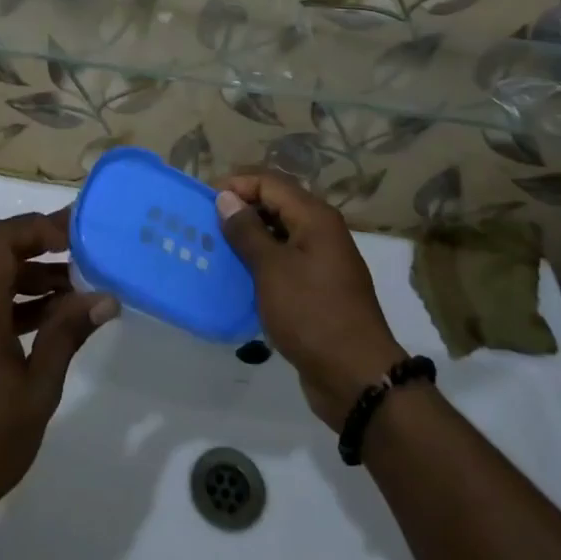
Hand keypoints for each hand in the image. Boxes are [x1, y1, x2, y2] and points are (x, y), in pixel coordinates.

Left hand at [0, 209, 118, 519]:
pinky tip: (42, 326)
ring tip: (73, 295)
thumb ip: (67, 334)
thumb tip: (105, 297)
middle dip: (41, 252)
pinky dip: (9, 305)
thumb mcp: (38, 389)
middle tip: (83, 258)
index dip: (38, 228)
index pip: (0, 238)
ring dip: (28, 281)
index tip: (74, 237)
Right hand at [216, 170, 405, 431]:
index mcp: (315, 217)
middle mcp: (321, 231)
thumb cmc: (312, 314)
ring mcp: (321, 260)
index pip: (270, 182)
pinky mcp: (317, 288)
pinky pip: (284, 262)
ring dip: (249, 238)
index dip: (237, 185)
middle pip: (276, 204)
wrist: (356, 377)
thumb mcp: (272, 269)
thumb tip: (226, 198)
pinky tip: (238, 277)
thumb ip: (247, 231)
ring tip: (216, 250)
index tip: (204, 202)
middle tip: (206, 225)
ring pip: (279, 234)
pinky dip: (261, 263)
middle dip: (241, 210)